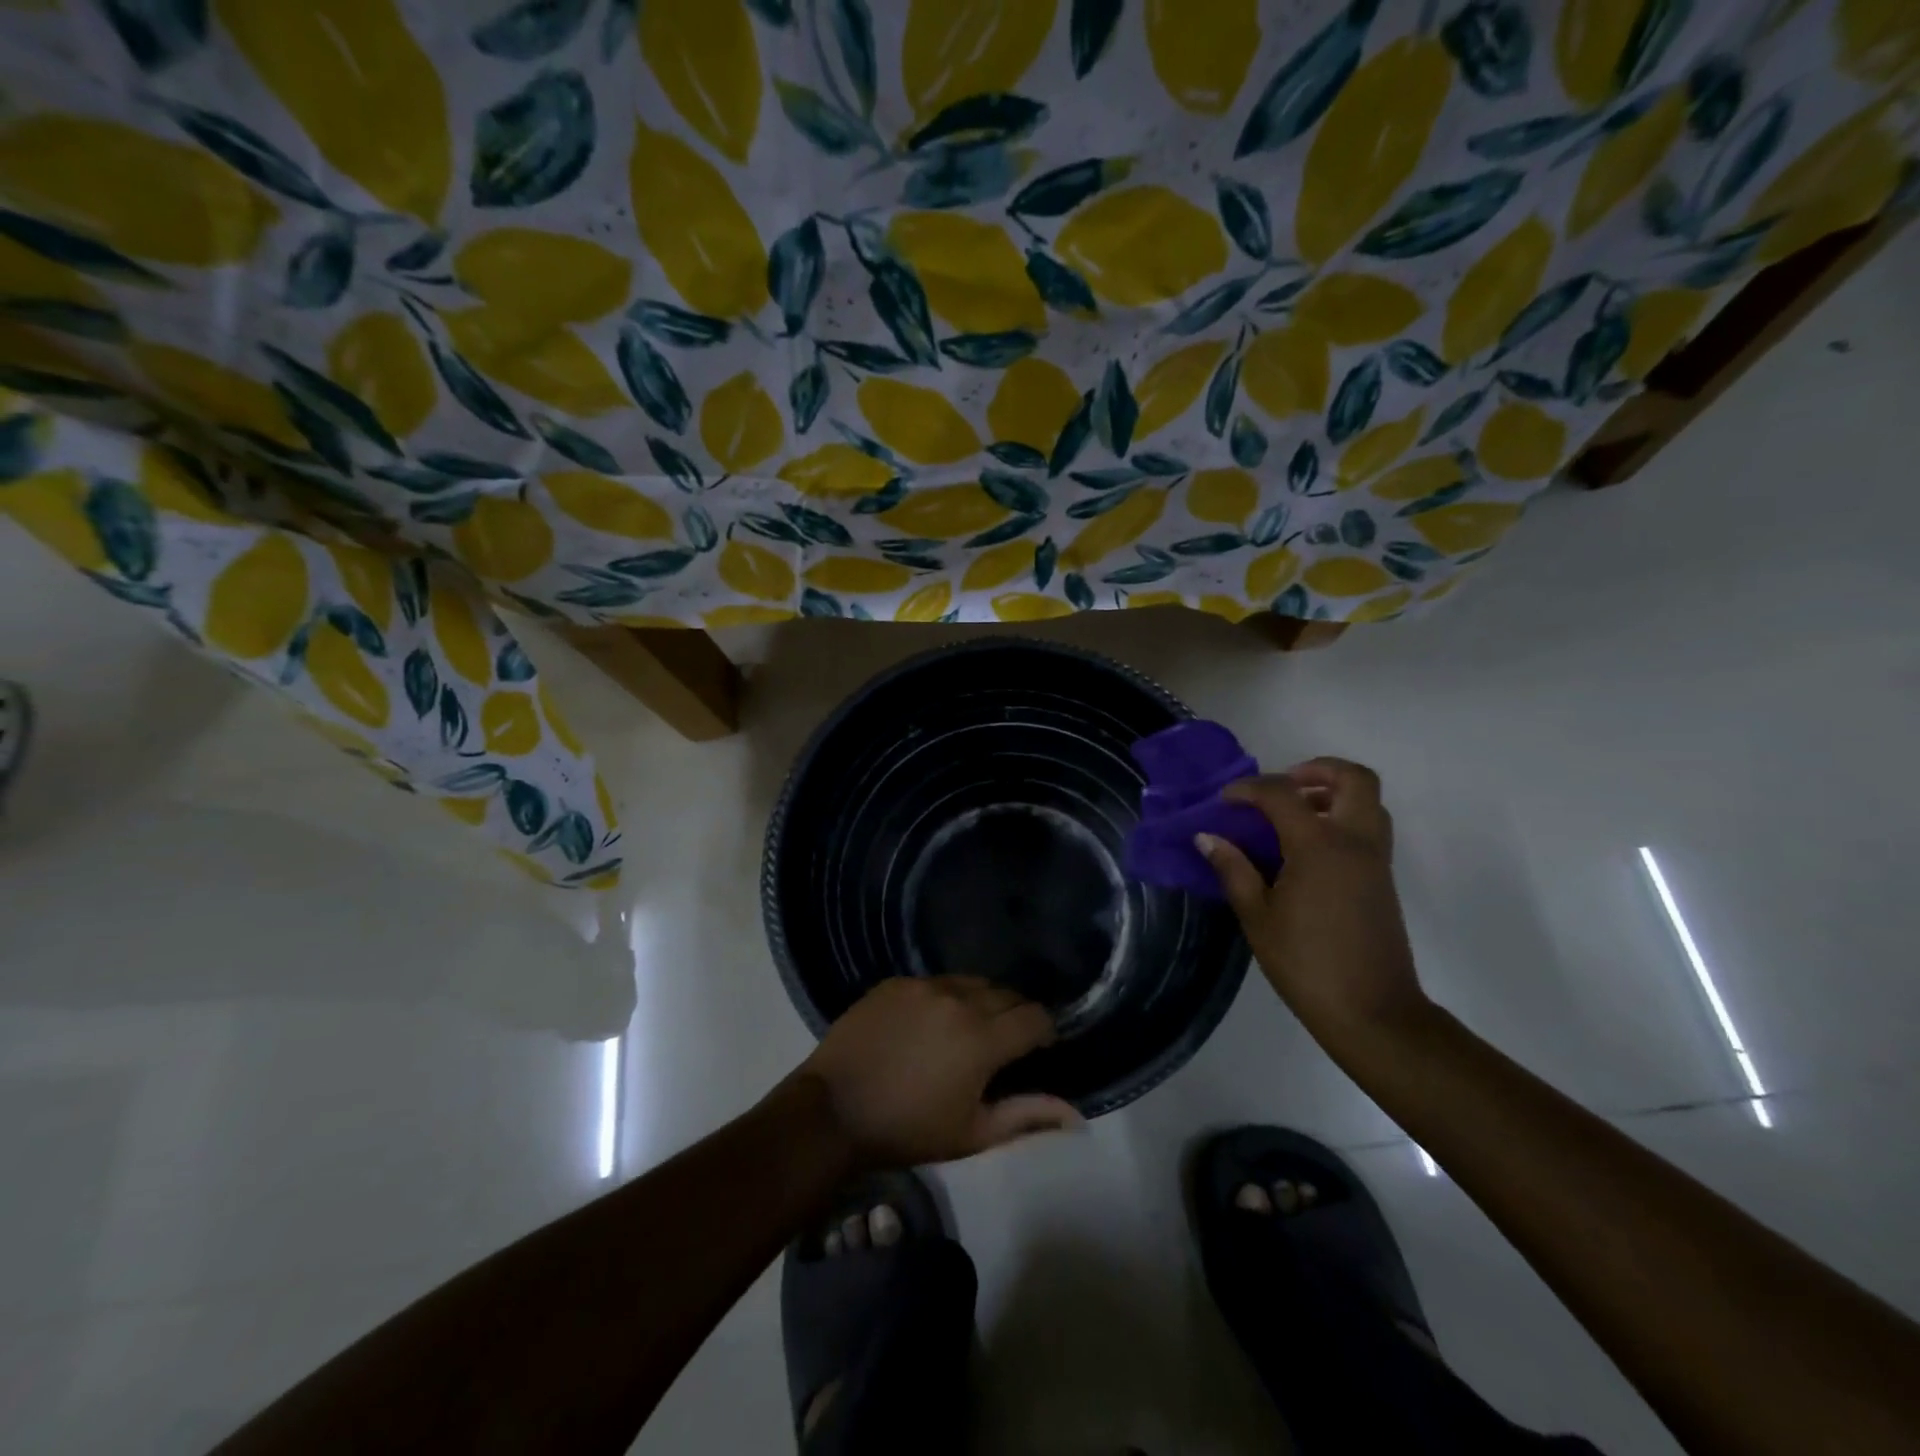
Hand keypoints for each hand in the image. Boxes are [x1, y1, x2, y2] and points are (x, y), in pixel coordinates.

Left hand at [799, 976, 1081, 1168]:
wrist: (833, 1112)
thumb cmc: (908, 1131)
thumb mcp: (972, 1133)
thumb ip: (1027, 1116)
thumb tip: (1076, 1115)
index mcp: (982, 1038)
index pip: (1035, 1017)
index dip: (1044, 1032)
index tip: (1038, 1048)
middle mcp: (958, 999)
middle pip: (1005, 994)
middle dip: (1014, 1015)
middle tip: (1003, 1044)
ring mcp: (923, 986)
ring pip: (970, 983)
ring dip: (980, 1002)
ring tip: (967, 1030)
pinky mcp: (895, 982)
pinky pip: (934, 982)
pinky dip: (943, 998)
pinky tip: (928, 1024)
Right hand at [1197, 758, 1430, 1049]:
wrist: (1373, 1012)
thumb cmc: (1306, 963)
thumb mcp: (1257, 916)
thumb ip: (1233, 869)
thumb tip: (1207, 837)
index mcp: (1319, 846)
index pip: (1282, 794)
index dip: (1248, 789)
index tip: (1223, 801)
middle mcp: (1355, 841)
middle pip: (1353, 778)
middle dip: (1316, 769)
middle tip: (1282, 786)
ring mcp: (1375, 860)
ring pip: (1367, 801)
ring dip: (1333, 793)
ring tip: (1293, 814)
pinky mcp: (1382, 879)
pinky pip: (1369, 828)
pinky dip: (1341, 818)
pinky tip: (1306, 848)